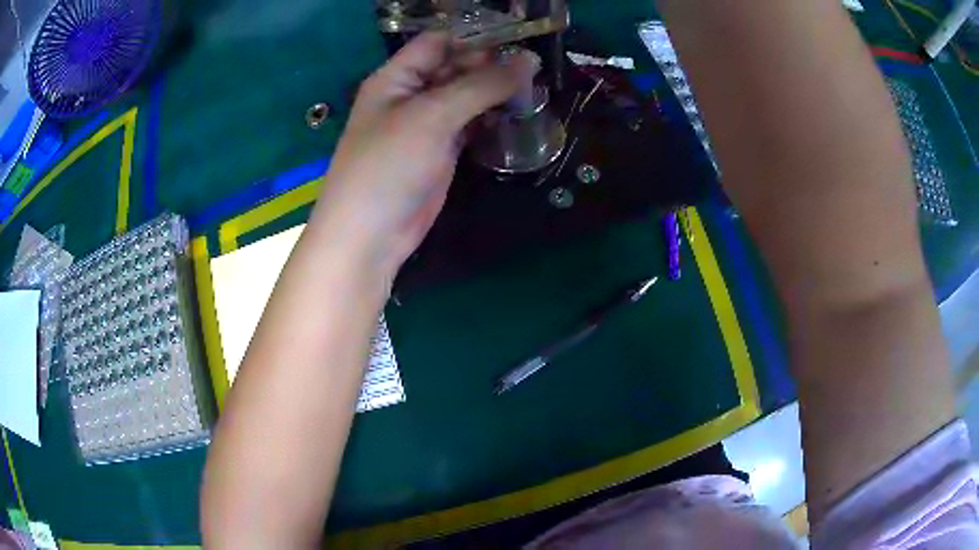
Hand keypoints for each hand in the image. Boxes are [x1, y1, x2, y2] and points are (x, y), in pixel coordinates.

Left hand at [313, 32, 536, 277]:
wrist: (370, 235)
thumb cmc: (389, 166)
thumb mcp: (433, 116)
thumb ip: (481, 85)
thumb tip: (529, 61)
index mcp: (396, 77)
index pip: (439, 41)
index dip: (476, 37)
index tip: (520, 40)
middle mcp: (410, 94)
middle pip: (456, 67)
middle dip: (492, 65)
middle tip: (535, 71)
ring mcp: (426, 123)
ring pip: (466, 96)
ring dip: (496, 92)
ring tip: (535, 90)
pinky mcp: (441, 150)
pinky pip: (470, 123)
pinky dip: (491, 118)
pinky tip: (517, 115)